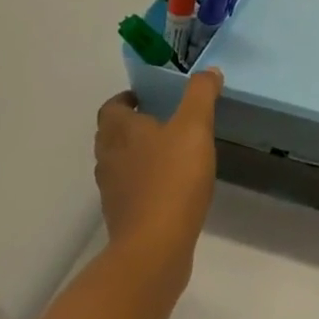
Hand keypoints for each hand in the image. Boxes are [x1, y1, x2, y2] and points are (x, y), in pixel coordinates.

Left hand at [95, 69, 220, 267]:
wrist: (155, 247)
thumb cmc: (172, 179)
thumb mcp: (195, 127)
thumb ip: (201, 95)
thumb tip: (208, 71)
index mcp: (120, 132)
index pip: (112, 108)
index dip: (126, 99)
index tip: (147, 97)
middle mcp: (109, 158)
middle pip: (112, 135)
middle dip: (131, 124)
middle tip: (160, 118)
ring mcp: (113, 190)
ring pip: (119, 162)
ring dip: (136, 153)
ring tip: (168, 149)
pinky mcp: (124, 216)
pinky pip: (130, 188)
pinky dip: (144, 180)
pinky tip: (171, 183)